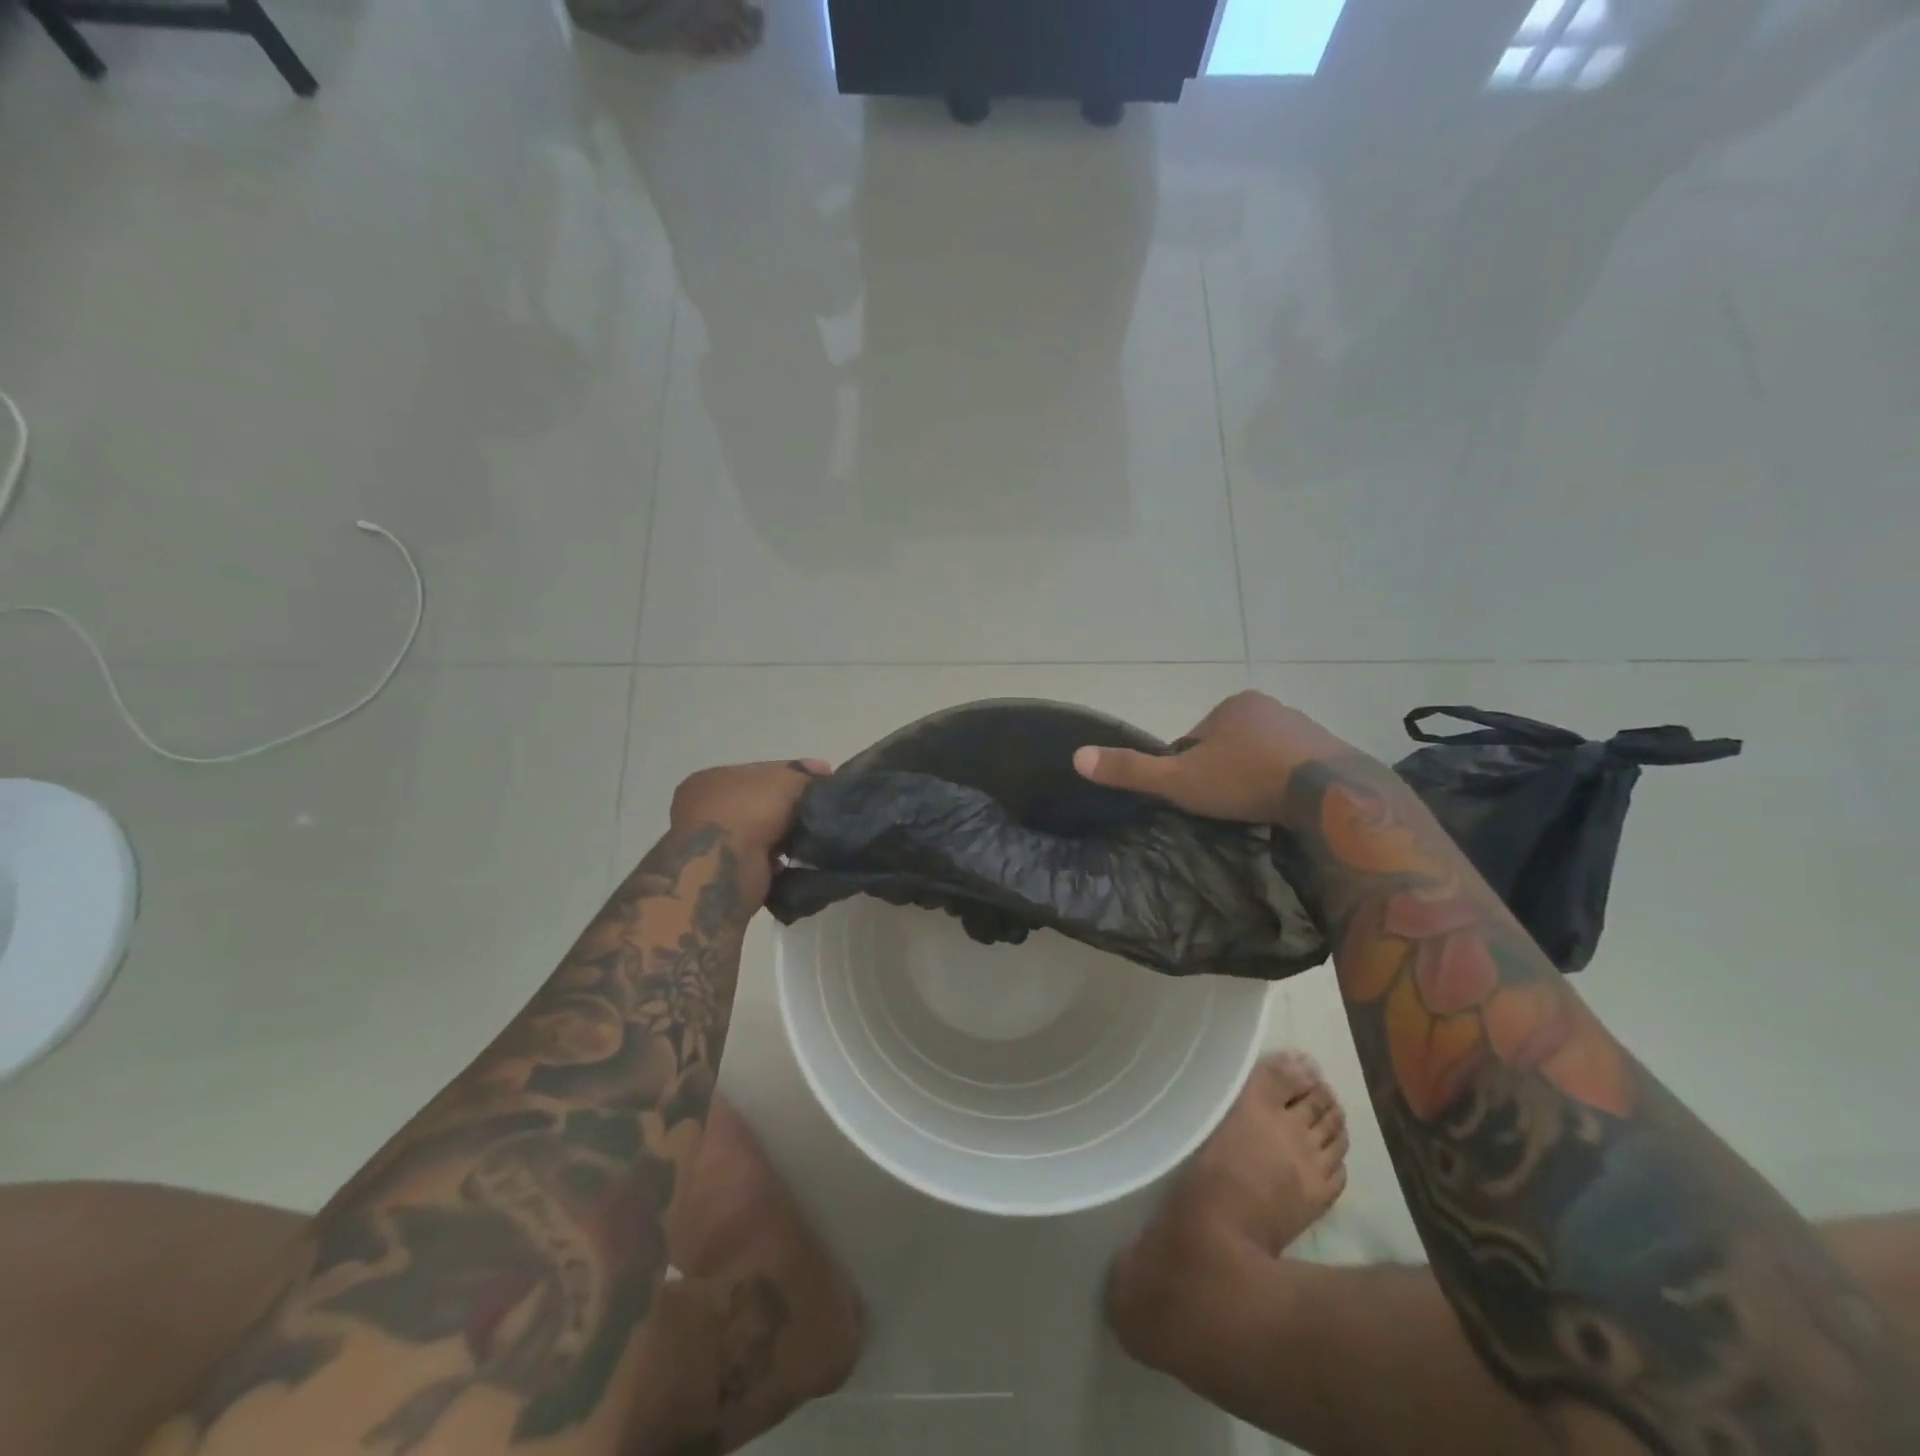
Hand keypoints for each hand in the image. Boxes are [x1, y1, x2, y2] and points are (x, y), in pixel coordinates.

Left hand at [671, 758, 830, 858]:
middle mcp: (705, 810)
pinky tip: (801, 864)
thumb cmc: (748, 811)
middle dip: (789, 809)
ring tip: (816, 841)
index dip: (793, 776)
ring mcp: (713, 845)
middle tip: (822, 814)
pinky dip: (781, 864)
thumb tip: (822, 770)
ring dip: (786, 839)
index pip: (760, 773)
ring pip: (762, 835)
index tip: (823, 784)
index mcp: (713, 779)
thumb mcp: (784, 779)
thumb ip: (803, 773)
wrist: (724, 868)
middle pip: (760, 804)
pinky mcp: (725, 876)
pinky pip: (763, 863)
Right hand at [1072, 691, 1356, 823]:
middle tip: (1224, 807)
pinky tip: (1284, 808)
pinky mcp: (1334, 752)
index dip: (1187, 768)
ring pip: (1263, 756)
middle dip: (1223, 772)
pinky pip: (1296, 767)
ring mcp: (1306, 728)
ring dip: (1254, 778)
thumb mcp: (1179, 780)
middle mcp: (1270, 707)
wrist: (1330, 795)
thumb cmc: (1245, 781)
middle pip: (1229, 746)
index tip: (1194, 796)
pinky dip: (1285, 784)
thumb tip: (1077, 756)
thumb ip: (1131, 770)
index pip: (1194, 739)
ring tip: (1254, 812)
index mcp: (1232, 706)